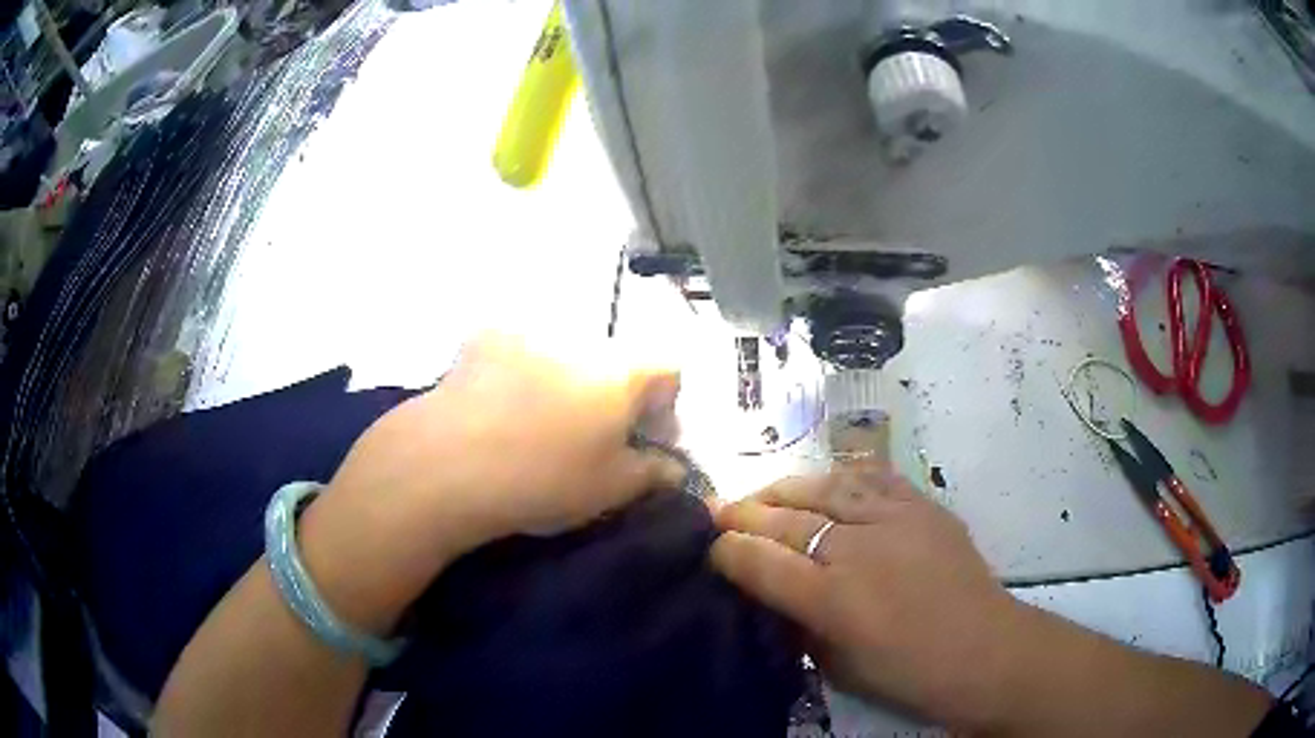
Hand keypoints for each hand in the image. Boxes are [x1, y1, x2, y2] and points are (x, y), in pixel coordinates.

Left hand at [299, 333, 685, 631]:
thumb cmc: (541, 478)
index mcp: (620, 371)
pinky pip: (519, 352)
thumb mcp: (609, 489)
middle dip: (615, 396)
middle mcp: (579, 338)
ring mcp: (526, 333)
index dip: (667, 405)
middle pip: (615, 360)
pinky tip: (500, 409)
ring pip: (567, 354)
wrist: (446, 463)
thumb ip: (652, 473)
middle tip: (593, 439)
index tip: (646, 440)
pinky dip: (522, 374)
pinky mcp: (482, 339)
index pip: (669, 367)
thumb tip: (673, 468)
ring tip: (539, 426)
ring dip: (568, 383)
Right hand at [710, 466, 1024, 730]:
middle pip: (786, 519)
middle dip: (743, 513)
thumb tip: (772, 592)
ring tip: (764, 492)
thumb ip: (799, 625)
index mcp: (832, 600)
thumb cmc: (907, 673)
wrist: (984, 650)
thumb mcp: (837, 666)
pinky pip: (872, 478)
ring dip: (785, 488)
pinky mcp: (922, 506)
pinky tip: (825, 481)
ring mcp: (893, 519)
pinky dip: (840, 477)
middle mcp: (858, 550)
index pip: (762, 562)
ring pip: (825, 488)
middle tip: (716, 507)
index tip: (709, 545)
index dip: (728, 550)